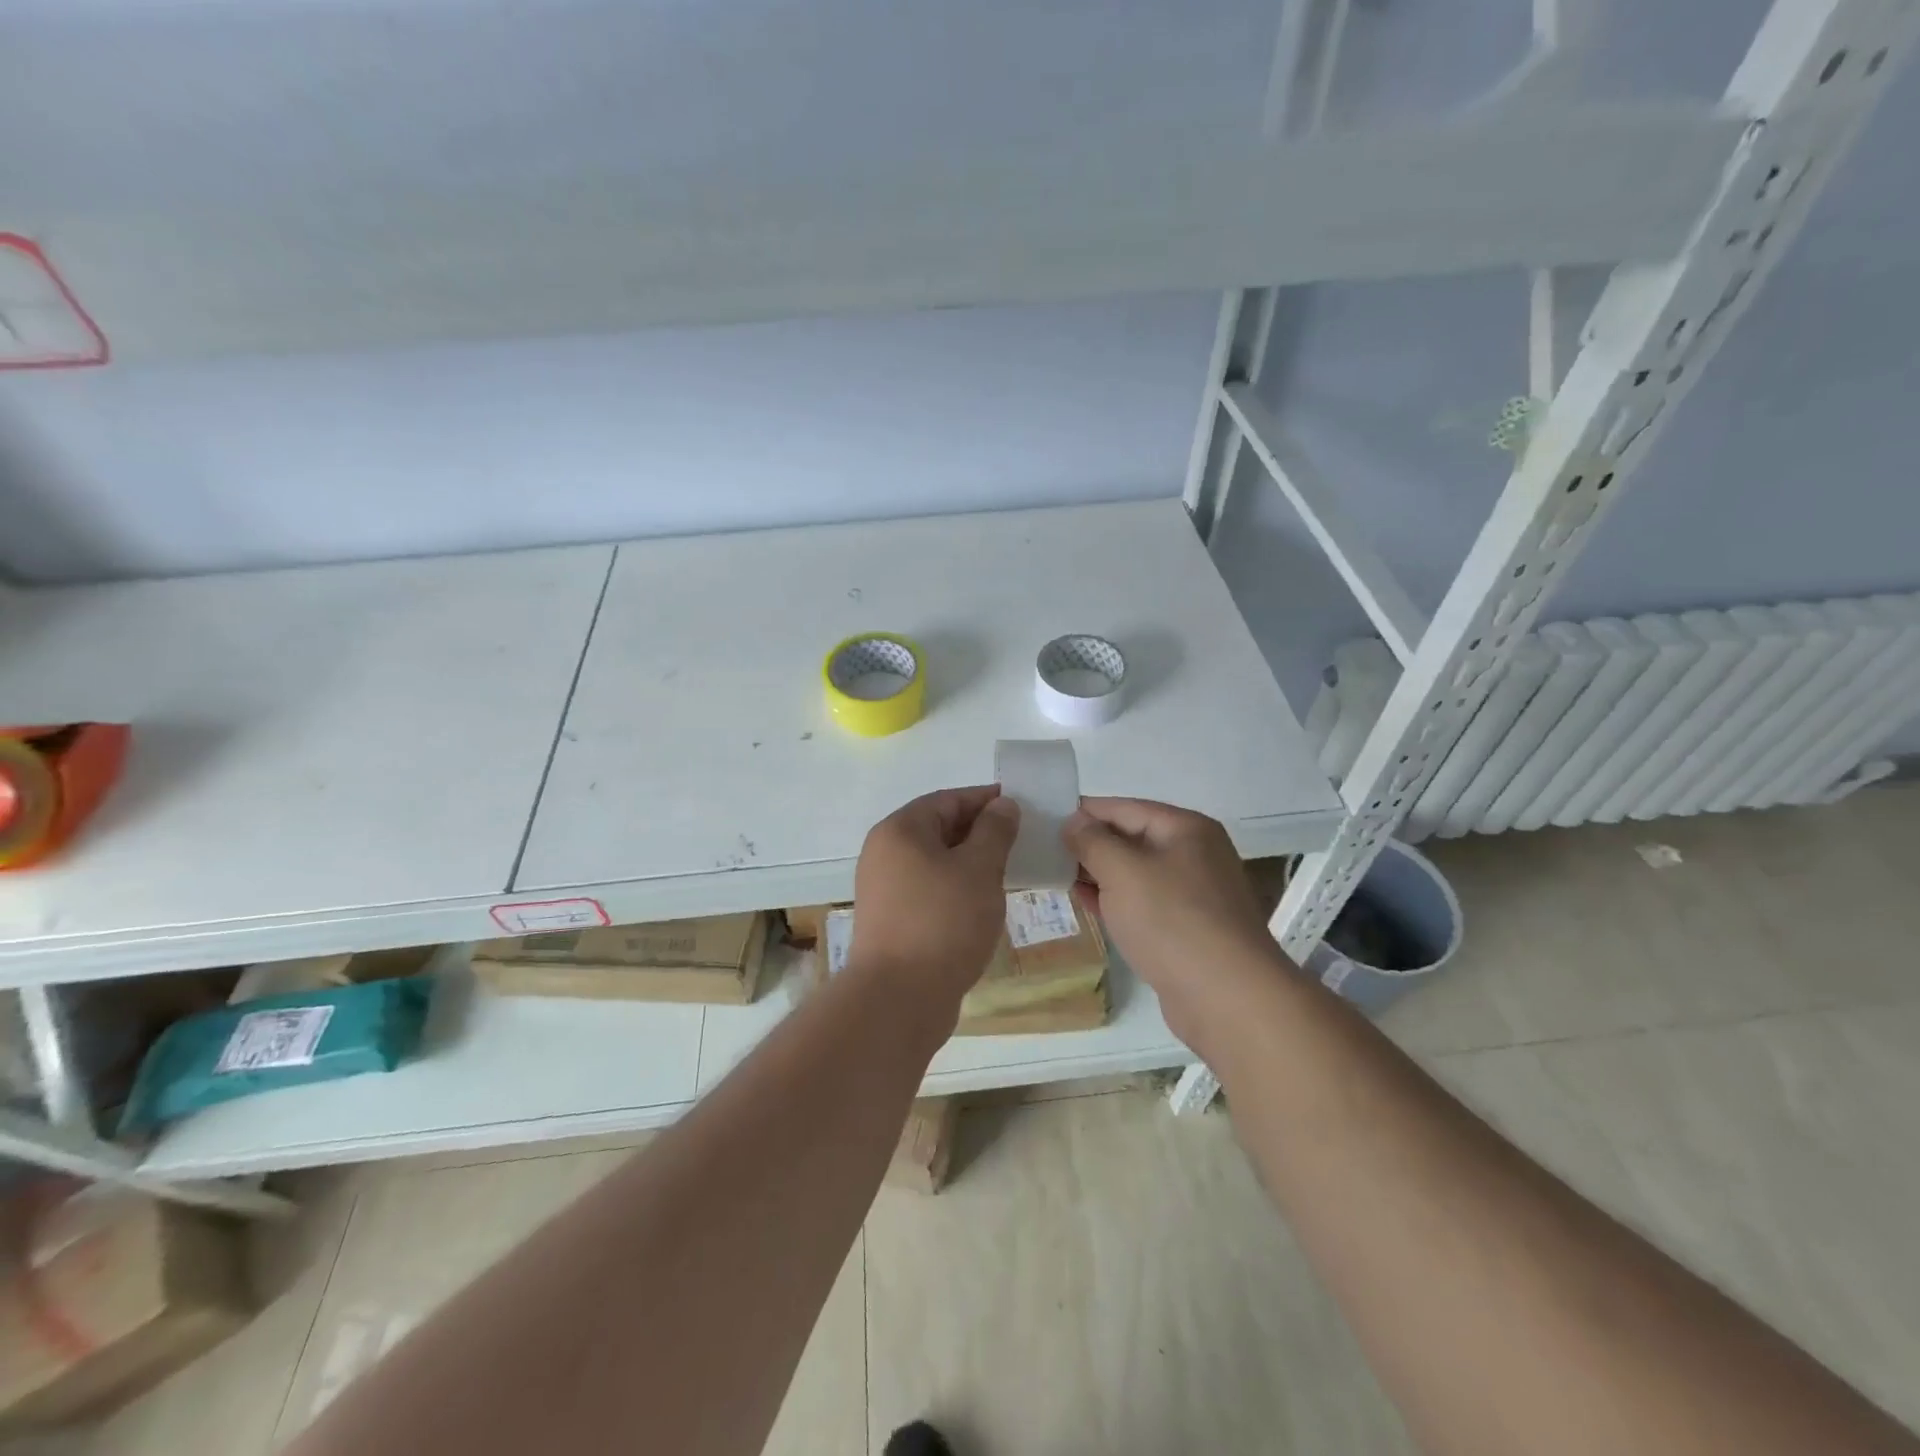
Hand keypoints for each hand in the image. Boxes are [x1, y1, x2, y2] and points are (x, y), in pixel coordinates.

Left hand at [848, 785, 1020, 1006]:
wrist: (898, 998)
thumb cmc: (943, 922)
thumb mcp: (979, 869)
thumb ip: (994, 831)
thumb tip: (1003, 804)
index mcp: (900, 830)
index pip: (948, 800)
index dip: (986, 799)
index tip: (1020, 806)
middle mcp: (884, 853)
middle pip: (938, 829)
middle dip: (980, 832)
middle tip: (1020, 841)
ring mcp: (883, 889)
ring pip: (934, 862)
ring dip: (969, 863)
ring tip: (1007, 872)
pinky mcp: (890, 920)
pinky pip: (928, 890)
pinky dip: (955, 889)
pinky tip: (982, 904)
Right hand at [1064, 797, 1286, 1040]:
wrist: (1229, 999)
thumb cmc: (1172, 922)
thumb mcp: (1122, 872)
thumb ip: (1091, 841)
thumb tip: (1074, 822)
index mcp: (1186, 829)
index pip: (1123, 808)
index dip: (1083, 813)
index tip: (1043, 822)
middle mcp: (1195, 854)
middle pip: (1131, 838)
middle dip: (1089, 846)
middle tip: (1043, 854)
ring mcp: (1195, 894)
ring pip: (1136, 874)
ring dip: (1099, 875)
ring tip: (1056, 879)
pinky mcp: (1189, 929)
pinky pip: (1145, 904)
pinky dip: (1116, 901)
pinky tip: (1087, 906)